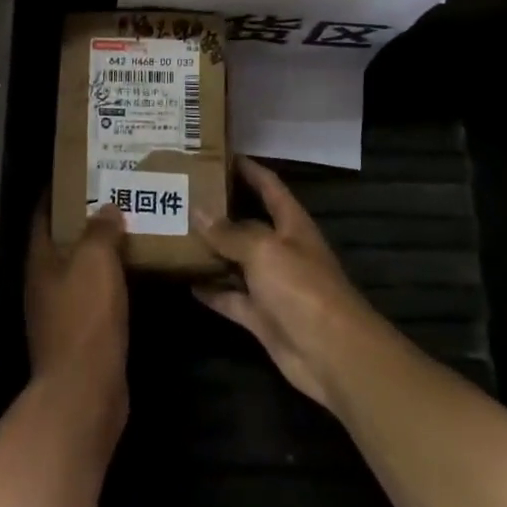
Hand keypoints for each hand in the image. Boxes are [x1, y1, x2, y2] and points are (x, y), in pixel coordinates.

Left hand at [26, 204, 129, 435]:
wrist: (85, 389)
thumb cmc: (85, 317)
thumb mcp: (95, 262)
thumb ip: (100, 231)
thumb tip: (106, 209)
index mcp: (40, 261)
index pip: (43, 215)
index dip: (57, 192)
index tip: (80, 173)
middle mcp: (44, 283)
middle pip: (61, 242)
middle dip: (84, 219)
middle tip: (114, 196)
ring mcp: (60, 311)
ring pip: (79, 269)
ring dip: (100, 251)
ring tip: (129, 228)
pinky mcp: (80, 334)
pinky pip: (94, 295)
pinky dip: (110, 280)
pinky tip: (134, 273)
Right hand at [191, 157, 385, 410]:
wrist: (331, 353)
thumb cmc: (302, 288)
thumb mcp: (264, 250)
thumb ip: (230, 232)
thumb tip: (198, 211)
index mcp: (291, 224)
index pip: (269, 186)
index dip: (248, 169)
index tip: (219, 153)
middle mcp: (281, 249)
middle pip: (248, 223)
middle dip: (220, 210)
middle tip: (183, 194)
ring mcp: (271, 284)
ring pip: (235, 261)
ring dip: (210, 251)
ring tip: (174, 233)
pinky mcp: (261, 316)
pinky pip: (231, 297)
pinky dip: (211, 290)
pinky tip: (185, 280)